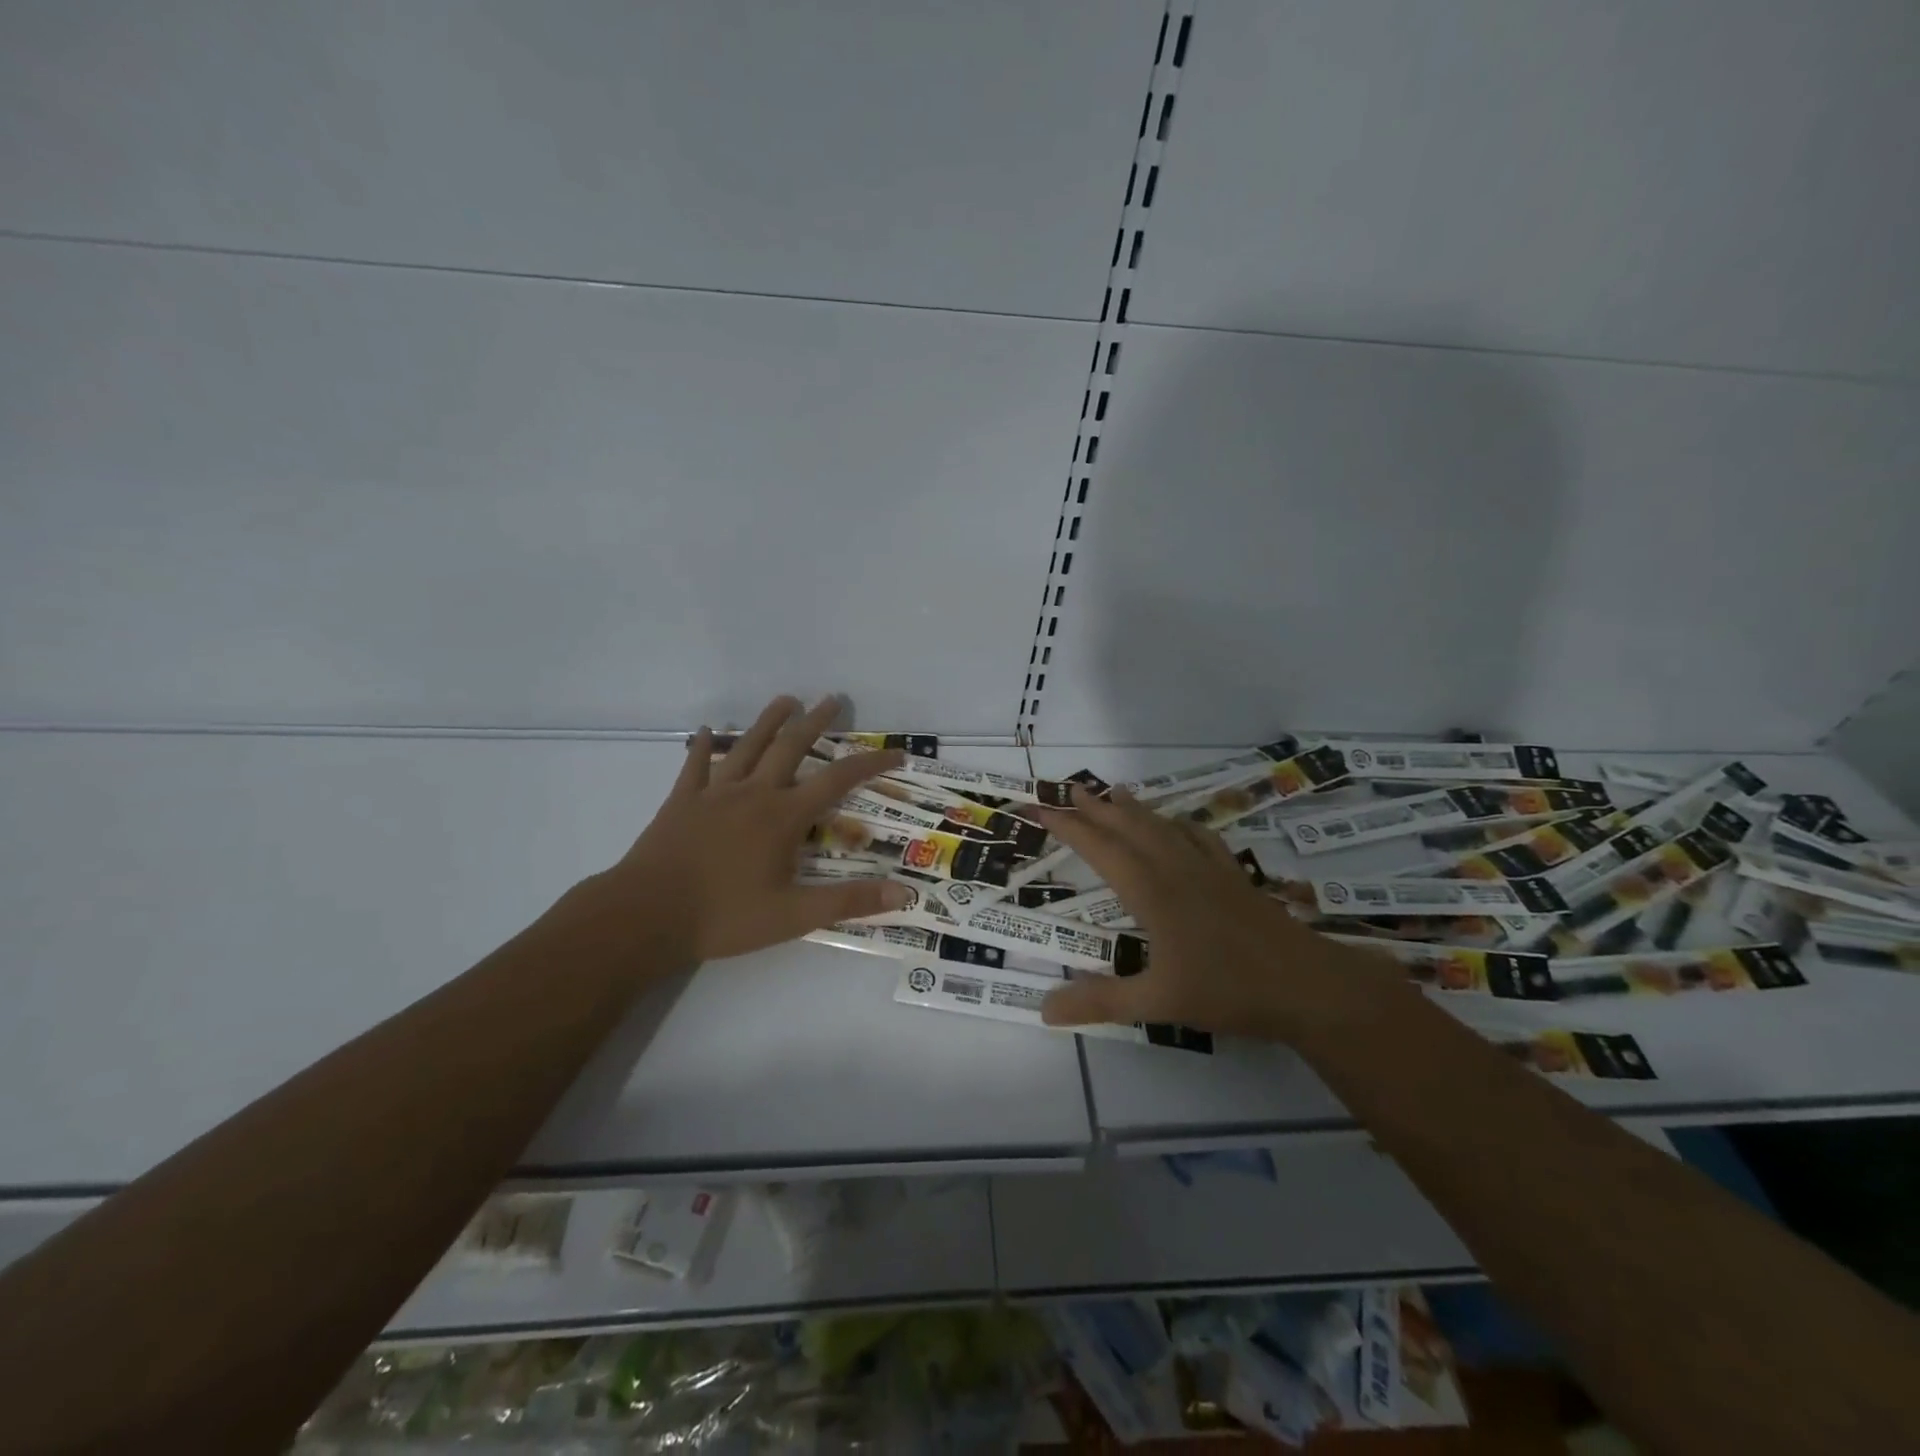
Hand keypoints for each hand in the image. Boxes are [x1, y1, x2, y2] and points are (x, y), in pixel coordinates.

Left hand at [588, 696, 913, 964]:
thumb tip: (905, 893)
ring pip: (747, 746)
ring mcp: (714, 793)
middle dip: (816, 722)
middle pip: (791, 747)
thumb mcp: (794, 916)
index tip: (895, 752)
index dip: (870, 764)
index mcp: (783, 817)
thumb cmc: (724, 917)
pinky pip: (696, 765)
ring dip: (768, 721)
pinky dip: (705, 746)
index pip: (837, 780)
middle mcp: (753, 793)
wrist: (646, 915)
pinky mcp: (682, 801)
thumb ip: (849, 901)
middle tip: (833, 699)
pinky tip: (709, 730)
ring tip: (786, 700)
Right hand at [1032, 787, 1406, 1039]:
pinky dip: (1179, 824)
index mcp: (1152, 892)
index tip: (1040, 809)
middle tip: (1071, 789)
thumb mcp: (1158, 1003)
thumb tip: (1043, 1008)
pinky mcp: (1234, 877)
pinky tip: (1179, 823)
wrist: (1307, 985)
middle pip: (1130, 828)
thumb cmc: (1229, 990)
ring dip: (1135, 809)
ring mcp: (1209, 870)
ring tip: (1116, 792)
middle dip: (1097, 808)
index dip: (1068, 828)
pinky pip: (1200, 838)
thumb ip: (1101, 1002)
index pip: (1101, 850)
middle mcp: (1176, 870)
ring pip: (1163, 827)